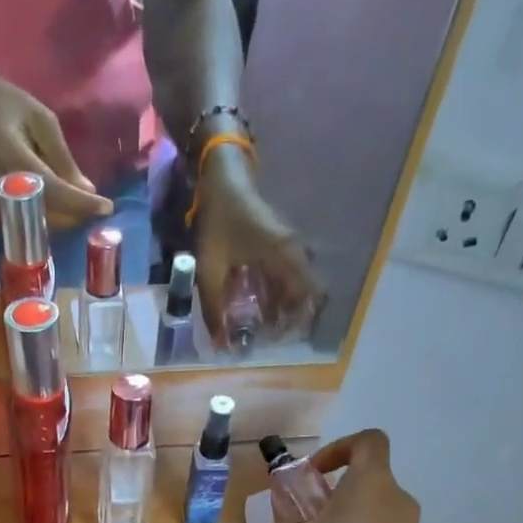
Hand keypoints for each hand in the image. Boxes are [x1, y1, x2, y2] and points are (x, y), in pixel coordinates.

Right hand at [0, 71, 114, 229]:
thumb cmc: (4, 104)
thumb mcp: (40, 119)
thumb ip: (62, 158)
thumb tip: (87, 191)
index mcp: (8, 154)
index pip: (51, 189)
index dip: (80, 203)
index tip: (106, 207)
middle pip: (43, 215)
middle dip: (73, 216)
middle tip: (95, 209)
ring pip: (34, 226)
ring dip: (61, 222)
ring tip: (79, 209)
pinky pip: (22, 226)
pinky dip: (44, 222)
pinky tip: (58, 210)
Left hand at [192, 157, 325, 342]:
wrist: (223, 177)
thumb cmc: (219, 220)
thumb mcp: (209, 269)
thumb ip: (214, 309)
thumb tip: (219, 345)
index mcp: (285, 256)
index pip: (312, 293)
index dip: (301, 320)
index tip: (279, 339)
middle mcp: (294, 252)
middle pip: (305, 294)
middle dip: (289, 320)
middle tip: (267, 340)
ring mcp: (288, 248)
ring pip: (294, 287)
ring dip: (281, 309)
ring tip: (260, 330)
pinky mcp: (279, 246)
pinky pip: (284, 277)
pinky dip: (274, 296)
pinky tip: (257, 310)